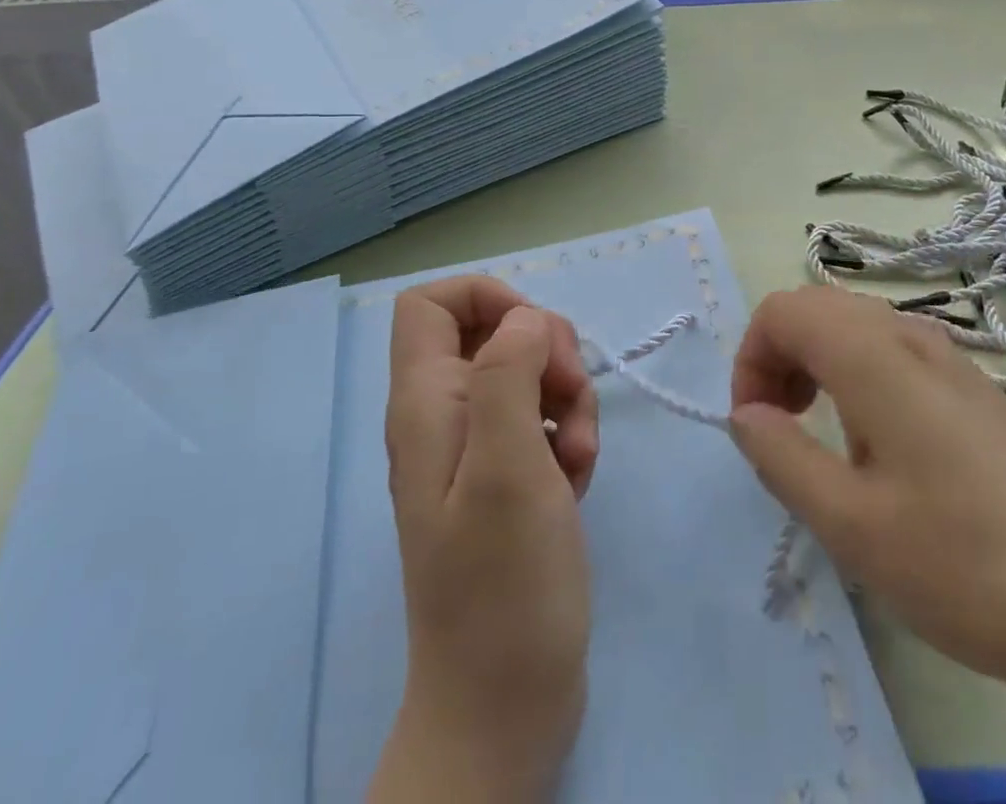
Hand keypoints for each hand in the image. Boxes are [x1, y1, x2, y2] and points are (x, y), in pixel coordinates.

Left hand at [370, 277, 598, 803]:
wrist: (504, 707)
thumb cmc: (504, 584)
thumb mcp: (508, 463)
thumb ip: (507, 372)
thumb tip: (524, 318)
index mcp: (426, 402)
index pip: (431, 302)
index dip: (486, 298)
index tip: (534, 336)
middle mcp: (443, 415)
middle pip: (494, 332)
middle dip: (547, 353)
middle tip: (570, 402)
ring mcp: (475, 449)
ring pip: (528, 375)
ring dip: (568, 400)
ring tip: (579, 457)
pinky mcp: (507, 479)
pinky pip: (543, 421)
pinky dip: (569, 436)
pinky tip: (578, 480)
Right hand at [727, 285, 1005, 706]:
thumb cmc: (961, 561)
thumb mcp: (849, 523)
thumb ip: (781, 455)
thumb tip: (745, 414)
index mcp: (872, 354)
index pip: (782, 310)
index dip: (750, 359)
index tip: (755, 427)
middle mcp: (908, 335)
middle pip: (816, 308)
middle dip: (778, 356)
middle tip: (780, 428)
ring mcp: (946, 357)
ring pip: (853, 325)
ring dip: (815, 363)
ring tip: (822, 438)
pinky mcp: (970, 387)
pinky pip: (890, 350)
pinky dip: (854, 373)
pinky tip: (876, 445)